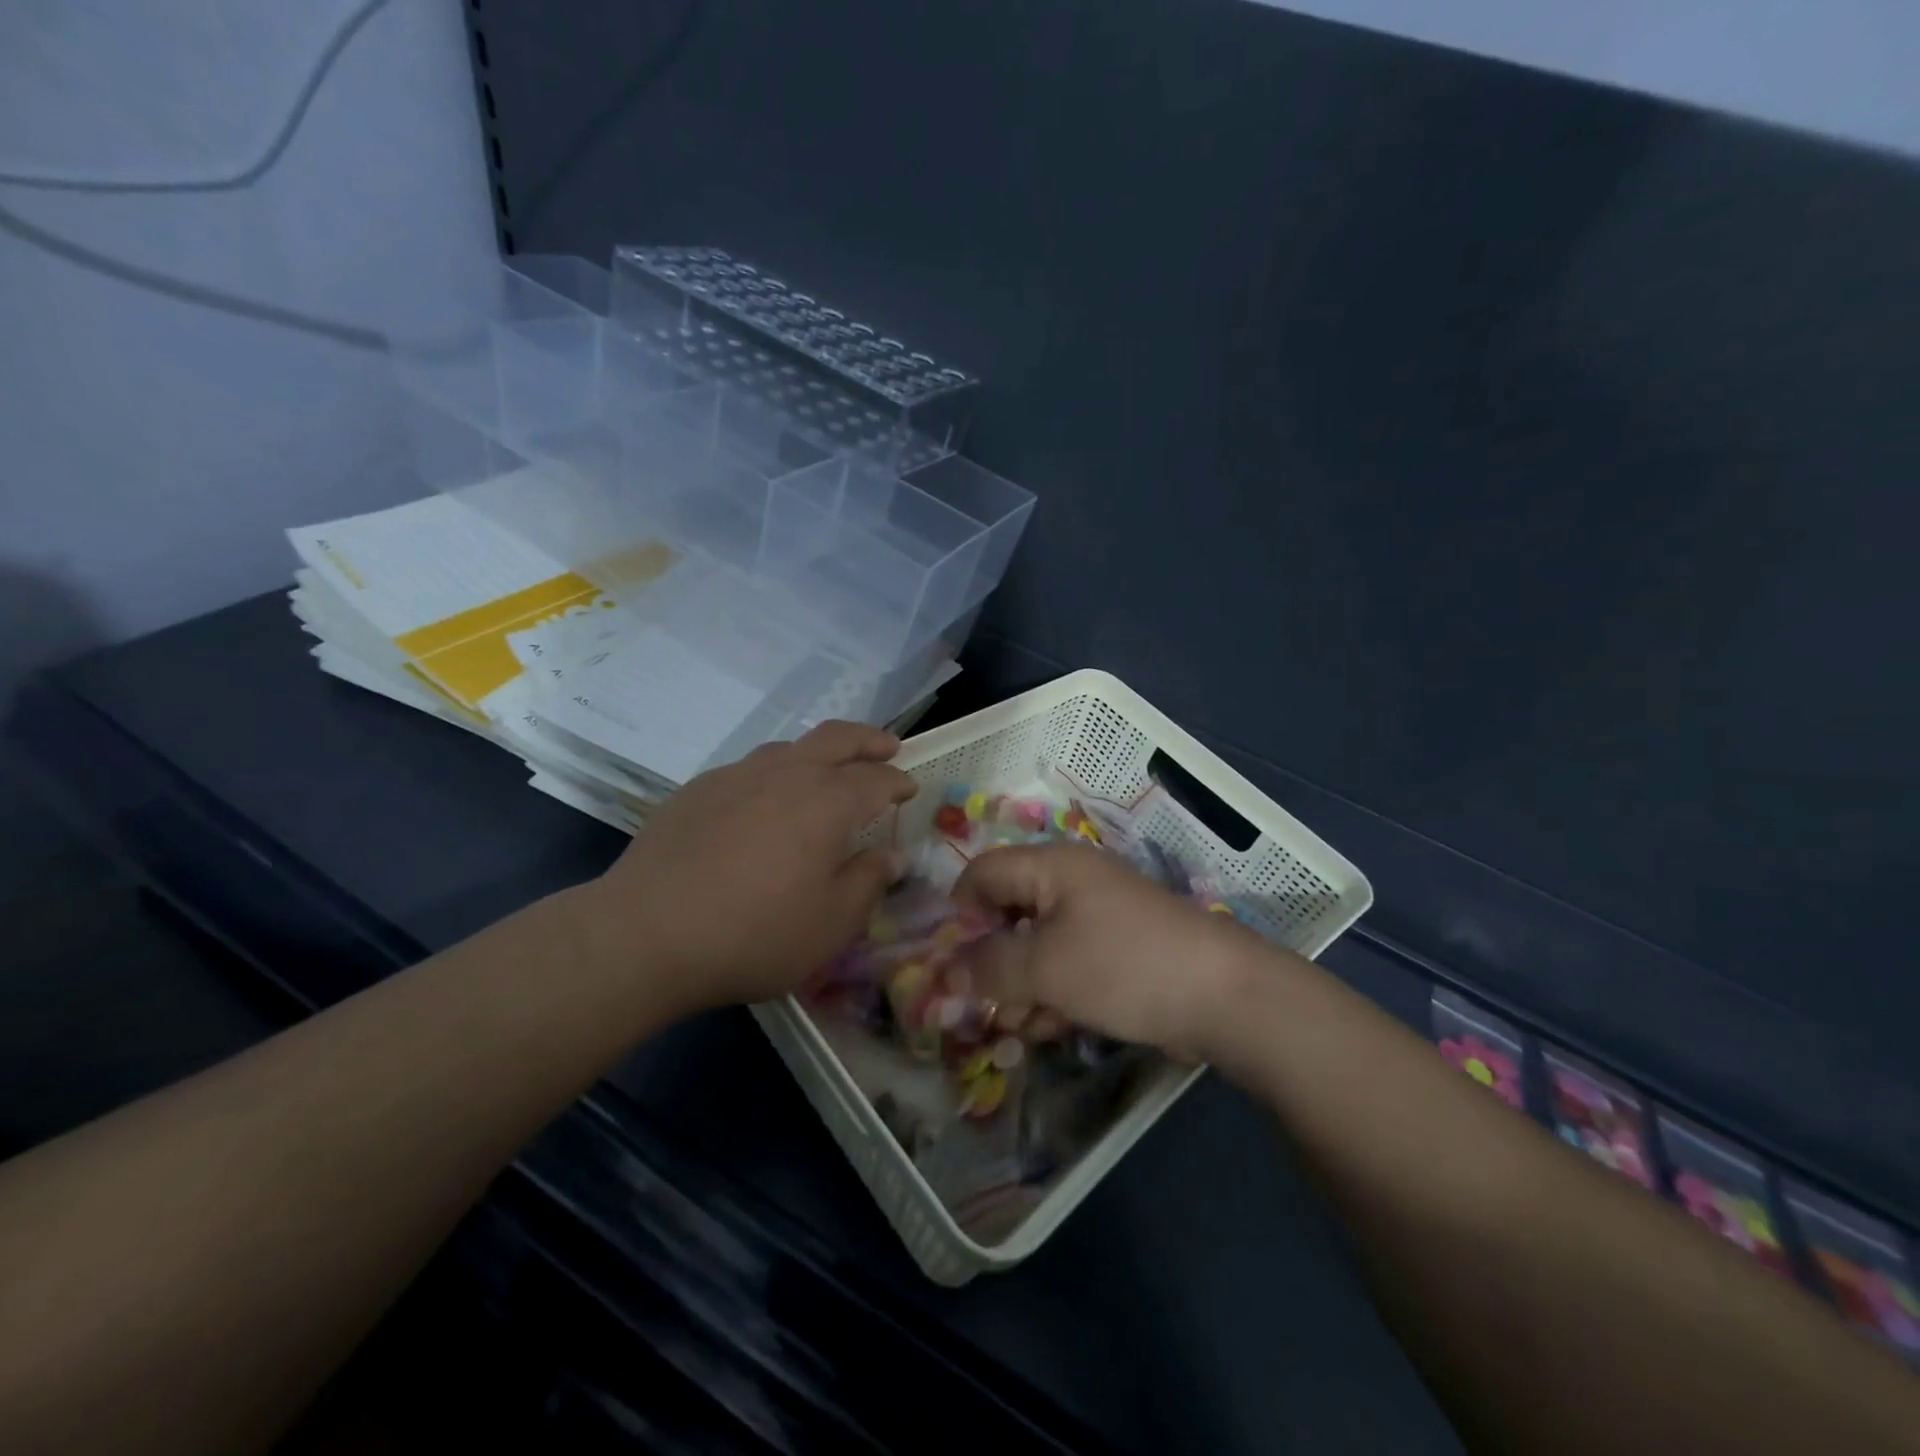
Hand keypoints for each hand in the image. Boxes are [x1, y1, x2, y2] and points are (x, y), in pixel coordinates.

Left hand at [578, 721, 916, 1009]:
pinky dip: (774, 774)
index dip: (897, 781)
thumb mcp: (831, 923)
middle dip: (868, 739)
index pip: (876, 778)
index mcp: (828, 801)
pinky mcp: (698, 790)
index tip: (909, 789)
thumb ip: (868, 882)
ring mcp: (737, 776)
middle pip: (836, 738)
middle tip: (887, 746)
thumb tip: (891, 856)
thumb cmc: (755, 933)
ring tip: (826, 771)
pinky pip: (749, 769)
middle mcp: (786, 774)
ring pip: (789, 747)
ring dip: (818, 752)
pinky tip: (764, 803)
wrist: (647, 933)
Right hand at [953, 844, 1269, 1060]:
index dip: (957, 913)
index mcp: (1051, 867)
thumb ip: (988, 967)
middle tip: (976, 1005)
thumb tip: (944, 972)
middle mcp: (1071, 883)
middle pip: (1008, 912)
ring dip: (1019, 985)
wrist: (1223, 996)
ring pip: (1037, 944)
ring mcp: (1098, 917)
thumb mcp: (1045, 968)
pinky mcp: (1117, 950)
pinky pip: (1068, 963)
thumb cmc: (1123, 966)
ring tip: (1016, 1028)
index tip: (946, 962)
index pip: (983, 873)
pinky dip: (1052, 992)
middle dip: (989, 960)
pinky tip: (1048, 1029)